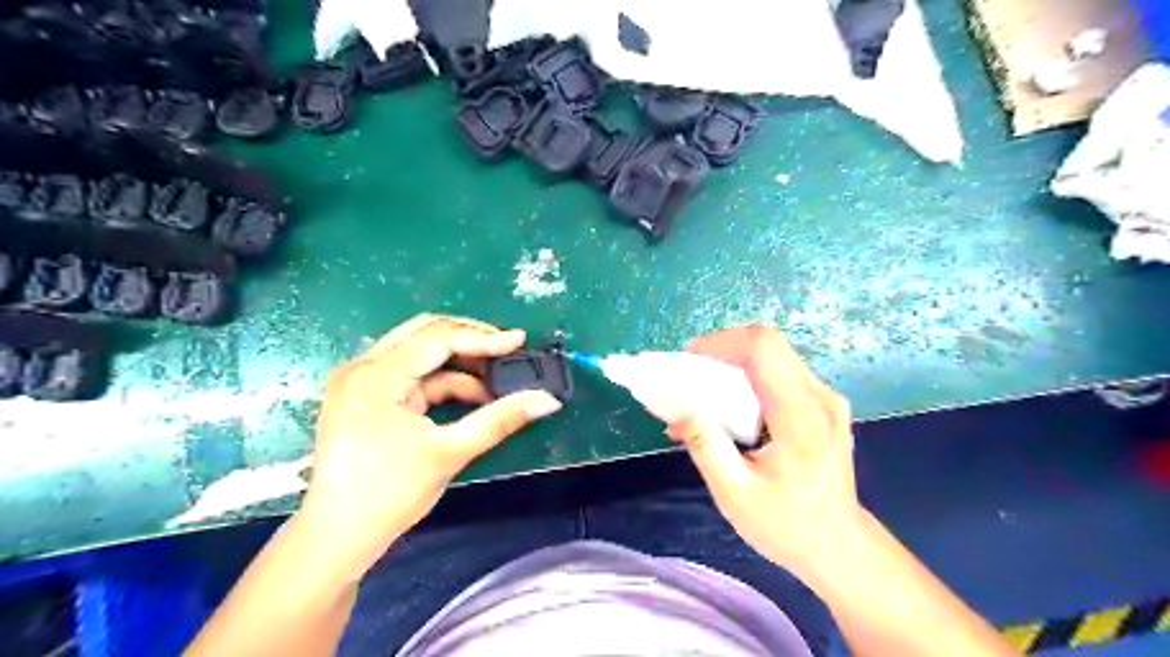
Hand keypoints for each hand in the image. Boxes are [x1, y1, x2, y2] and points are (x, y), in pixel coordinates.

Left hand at [299, 313, 561, 573]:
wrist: (337, 537)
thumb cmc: (389, 496)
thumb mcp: (450, 453)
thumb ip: (501, 420)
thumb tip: (548, 401)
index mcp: (376, 377)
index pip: (438, 339)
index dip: (483, 338)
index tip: (520, 342)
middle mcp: (362, 367)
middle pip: (425, 332)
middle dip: (470, 339)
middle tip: (508, 351)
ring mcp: (360, 379)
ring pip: (419, 349)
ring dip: (459, 359)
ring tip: (496, 377)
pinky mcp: (364, 393)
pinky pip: (411, 372)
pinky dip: (443, 379)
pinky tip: (472, 394)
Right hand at [667, 327, 857, 582]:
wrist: (840, 547)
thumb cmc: (788, 526)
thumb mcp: (735, 494)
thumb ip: (706, 447)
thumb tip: (679, 409)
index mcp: (801, 415)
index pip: (762, 349)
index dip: (721, 342)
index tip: (688, 360)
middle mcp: (819, 396)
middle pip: (768, 344)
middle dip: (722, 350)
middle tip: (690, 374)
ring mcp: (824, 398)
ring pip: (773, 356)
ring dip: (732, 364)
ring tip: (702, 392)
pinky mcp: (820, 405)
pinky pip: (779, 374)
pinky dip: (746, 380)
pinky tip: (726, 407)